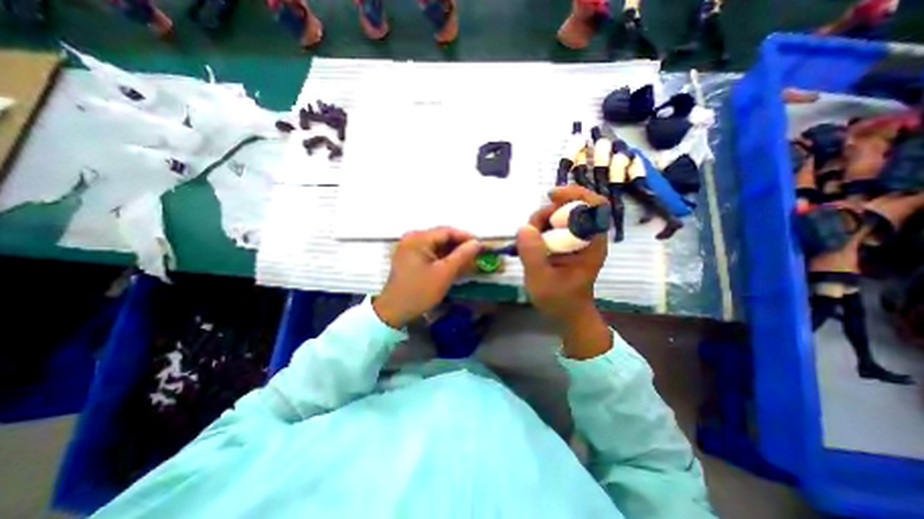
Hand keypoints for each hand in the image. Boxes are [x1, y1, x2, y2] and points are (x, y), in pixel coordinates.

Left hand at [370, 227, 479, 327]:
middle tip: (477, 253)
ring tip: (469, 260)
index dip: (466, 237)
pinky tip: (454, 265)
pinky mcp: (409, 258)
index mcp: (418, 238)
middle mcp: (412, 238)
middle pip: (441, 237)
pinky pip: (430, 253)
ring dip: (452, 253)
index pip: (447, 231)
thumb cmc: (420, 291)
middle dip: (460, 246)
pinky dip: (443, 258)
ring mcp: (409, 248)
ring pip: (437, 246)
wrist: (394, 311)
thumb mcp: (444, 273)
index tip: (481, 245)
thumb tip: (477, 243)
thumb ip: (462, 255)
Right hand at [518, 186, 612, 361]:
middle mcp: (587, 237)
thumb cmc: (559, 300)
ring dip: (540, 221)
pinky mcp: (565, 244)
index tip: (551, 196)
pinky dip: (539, 229)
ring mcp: (575, 240)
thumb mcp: (541, 280)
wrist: (566, 314)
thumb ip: (533, 254)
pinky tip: (530, 243)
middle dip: (548, 212)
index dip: (575, 194)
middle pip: (571, 207)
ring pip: (559, 216)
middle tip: (531, 229)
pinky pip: (552, 226)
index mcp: (591, 244)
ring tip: (528, 241)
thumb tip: (524, 227)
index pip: (594, 207)